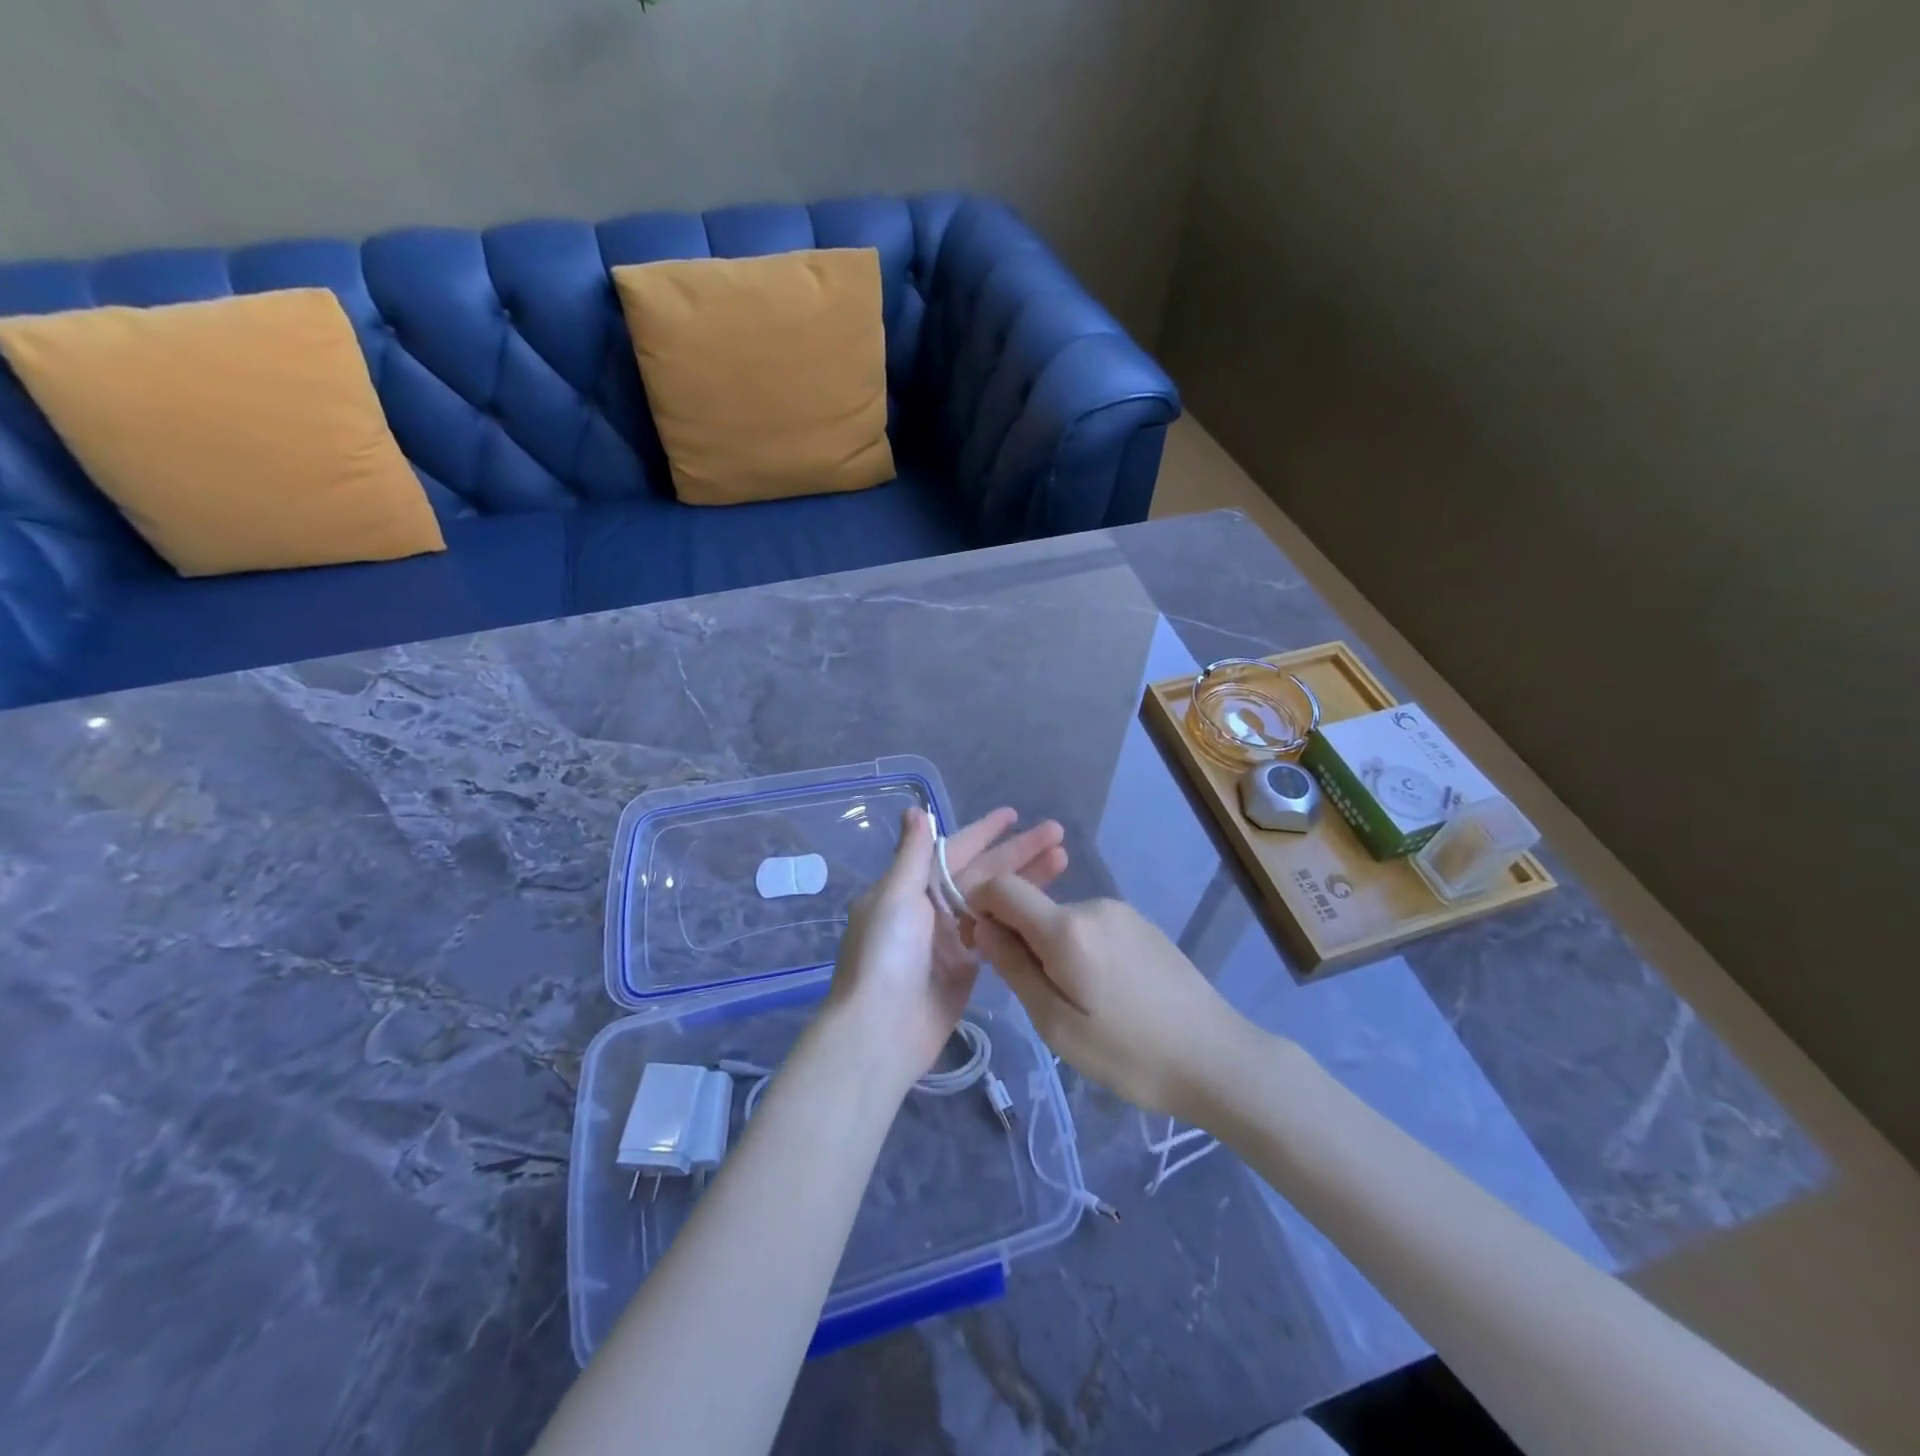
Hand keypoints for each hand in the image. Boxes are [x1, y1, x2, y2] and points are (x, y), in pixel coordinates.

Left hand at [825, 806, 1067, 1087]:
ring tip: (1063, 859)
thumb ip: (912, 855)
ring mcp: (952, 938)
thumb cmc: (885, 956)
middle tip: (1057, 833)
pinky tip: (1047, 905)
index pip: (955, 850)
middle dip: (1018, 852)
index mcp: (912, 886)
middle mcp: (933, 907)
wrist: (881, 1031)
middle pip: (983, 872)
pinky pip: (998, 933)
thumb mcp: (895, 898)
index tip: (1014, 814)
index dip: (984, 832)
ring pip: (996, 900)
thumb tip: (914, 810)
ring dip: (1026, 881)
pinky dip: (1019, 918)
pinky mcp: (968, 967)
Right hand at [967, 879, 1257, 1122]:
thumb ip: (1014, 968)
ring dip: (1053, 950)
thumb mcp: (1057, 1024)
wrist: (1218, 1059)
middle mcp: (1093, 904)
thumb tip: (983, 927)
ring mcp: (1123, 912)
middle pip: (1033, 908)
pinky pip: (1093, 929)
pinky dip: (1081, 951)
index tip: (982, 948)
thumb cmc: (1130, 1053)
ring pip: (1063, 921)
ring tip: (1080, 1005)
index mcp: (1066, 927)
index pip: (1002, 888)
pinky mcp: (1143, 926)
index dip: (980, 908)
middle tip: (1038, 998)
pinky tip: (1108, 995)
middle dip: (1019, 940)